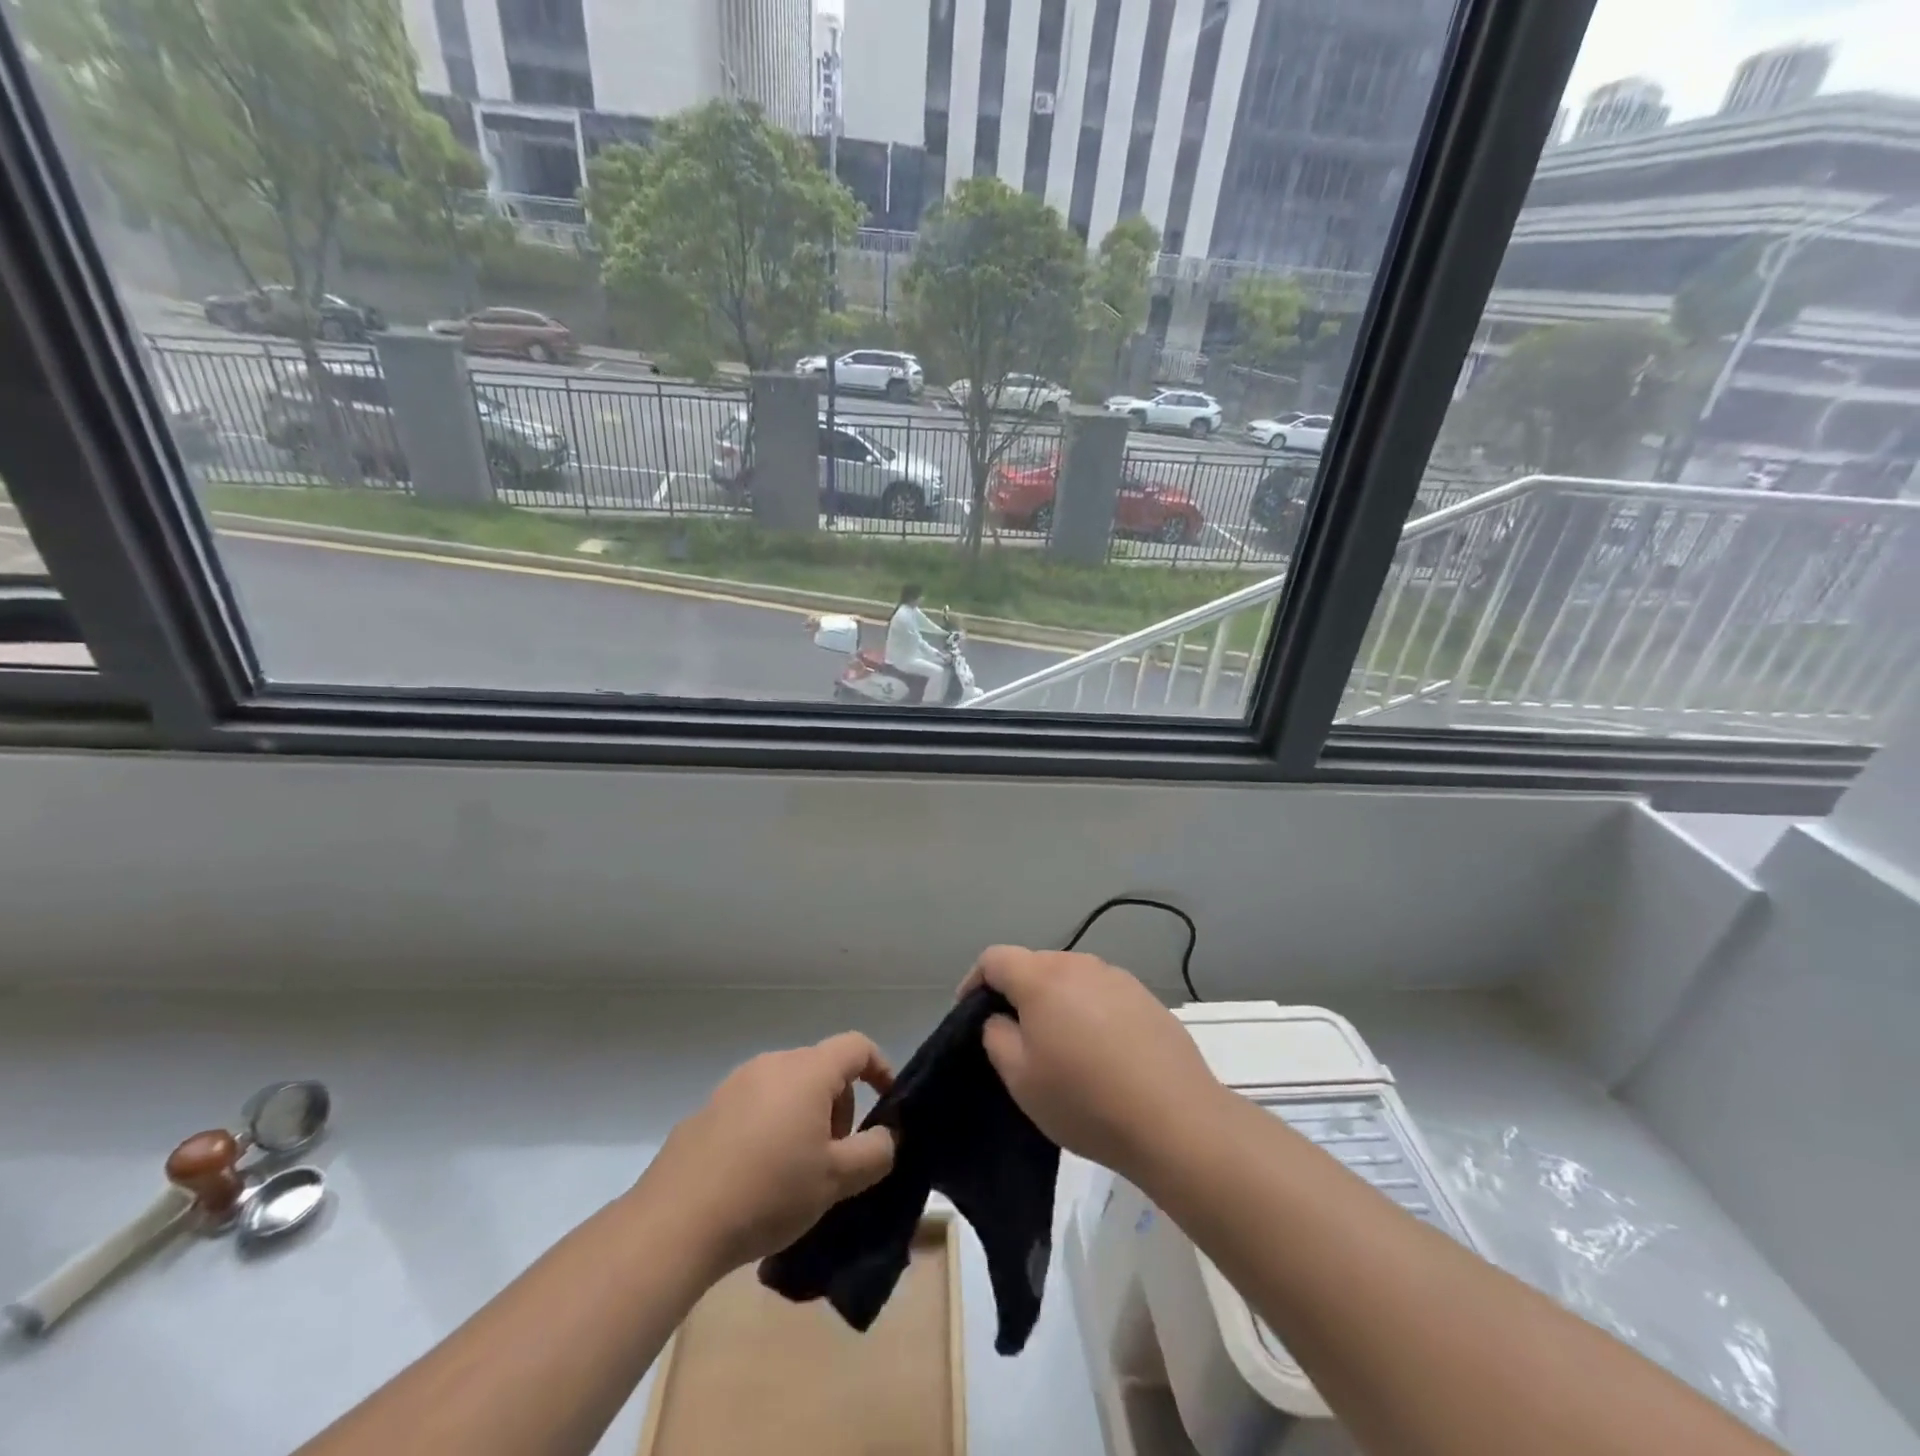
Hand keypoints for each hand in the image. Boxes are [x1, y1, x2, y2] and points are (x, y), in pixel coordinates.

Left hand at [636, 1033, 896, 1274]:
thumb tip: (886, 1136)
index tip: (887, 1102)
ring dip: (804, 1118)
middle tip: (835, 1158)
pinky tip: (756, 1176)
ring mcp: (735, 1084)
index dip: (880, 1068)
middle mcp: (772, 1064)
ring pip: (788, 1088)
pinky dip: (770, 1128)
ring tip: (796, 1171)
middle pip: (822, 1069)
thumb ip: (874, 1152)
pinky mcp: (708, 1110)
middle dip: (839, 1106)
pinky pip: (755, 1107)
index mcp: (808, 1071)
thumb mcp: (836, 1180)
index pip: (857, 1047)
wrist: (677, 1221)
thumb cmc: (769, 1191)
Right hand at [962, 947, 1226, 1183]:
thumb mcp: (1020, 1078)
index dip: (975, 981)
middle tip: (1015, 1035)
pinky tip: (1099, 1052)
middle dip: (1017, 991)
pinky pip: (1101, 994)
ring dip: (1055, 1001)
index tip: (970, 1012)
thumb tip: (1002, 1018)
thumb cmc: (1085, 1100)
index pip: (995, 958)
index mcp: (1042, 978)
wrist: (1175, 1119)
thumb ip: (997, 1036)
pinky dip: (1088, 1011)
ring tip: (1059, 1045)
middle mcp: (1079, 965)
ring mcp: (1117, 978)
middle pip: (1034, 964)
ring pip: (1070, 978)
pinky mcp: (1145, 997)